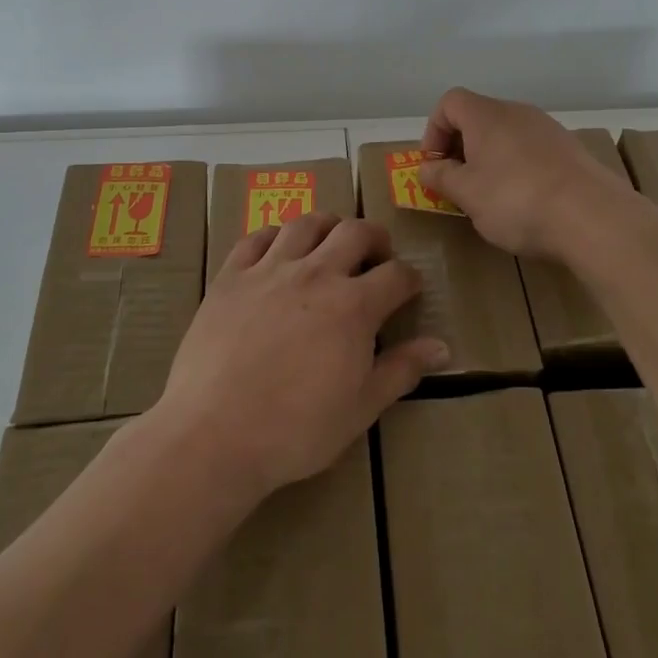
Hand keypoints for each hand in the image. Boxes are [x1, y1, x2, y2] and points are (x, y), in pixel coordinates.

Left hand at [157, 213, 448, 498]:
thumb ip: (401, 371)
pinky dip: (274, 235)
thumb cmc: (295, 430)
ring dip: (327, 226)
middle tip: (377, 254)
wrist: (214, 433)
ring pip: (306, 223)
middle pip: (355, 232)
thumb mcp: (360, 409)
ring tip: (330, 240)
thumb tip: (442, 347)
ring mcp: (270, 270)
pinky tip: (278, 249)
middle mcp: (315, 274)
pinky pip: (256, 237)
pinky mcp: (231, 275)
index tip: (410, 287)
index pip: (396, 275)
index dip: (410, 278)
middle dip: (375, 237)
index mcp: (353, 306)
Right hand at [419, 87, 635, 259]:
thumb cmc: (516, 200)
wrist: (593, 217)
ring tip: (490, 197)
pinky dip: (518, 168)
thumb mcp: (467, 194)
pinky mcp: (571, 150)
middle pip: (478, 117)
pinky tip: (525, 201)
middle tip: (458, 184)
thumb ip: (441, 177)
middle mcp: (517, 112)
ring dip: (490, 159)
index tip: (436, 166)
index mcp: (486, 115)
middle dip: (461, 148)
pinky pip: (531, 150)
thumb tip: (427, 168)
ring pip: (506, 135)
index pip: (449, 102)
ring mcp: (548, 129)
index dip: (434, 131)